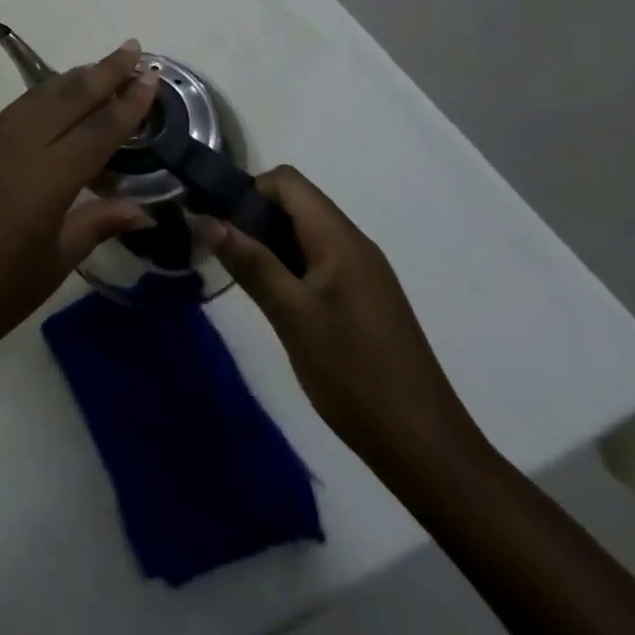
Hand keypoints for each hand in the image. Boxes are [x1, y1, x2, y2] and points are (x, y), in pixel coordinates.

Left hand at [0, 40, 158, 382]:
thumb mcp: (52, 266)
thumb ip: (96, 225)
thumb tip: (141, 209)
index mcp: (45, 180)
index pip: (98, 131)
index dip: (128, 103)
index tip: (152, 76)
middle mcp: (16, 148)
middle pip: (66, 98)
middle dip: (102, 71)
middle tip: (131, 49)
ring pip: (36, 98)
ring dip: (70, 80)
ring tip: (99, 69)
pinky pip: (12, 113)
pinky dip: (40, 99)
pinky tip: (53, 102)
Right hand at [197, 167, 487, 480]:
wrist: (429, 453)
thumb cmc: (357, 378)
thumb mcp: (293, 318)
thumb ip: (251, 263)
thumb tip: (205, 219)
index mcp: (340, 240)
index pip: (287, 181)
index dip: (248, 191)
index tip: (220, 225)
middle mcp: (354, 245)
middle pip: (295, 203)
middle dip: (253, 217)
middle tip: (224, 255)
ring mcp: (362, 273)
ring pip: (305, 233)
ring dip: (269, 244)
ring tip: (243, 279)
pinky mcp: (364, 299)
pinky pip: (319, 260)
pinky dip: (290, 266)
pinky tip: (276, 302)